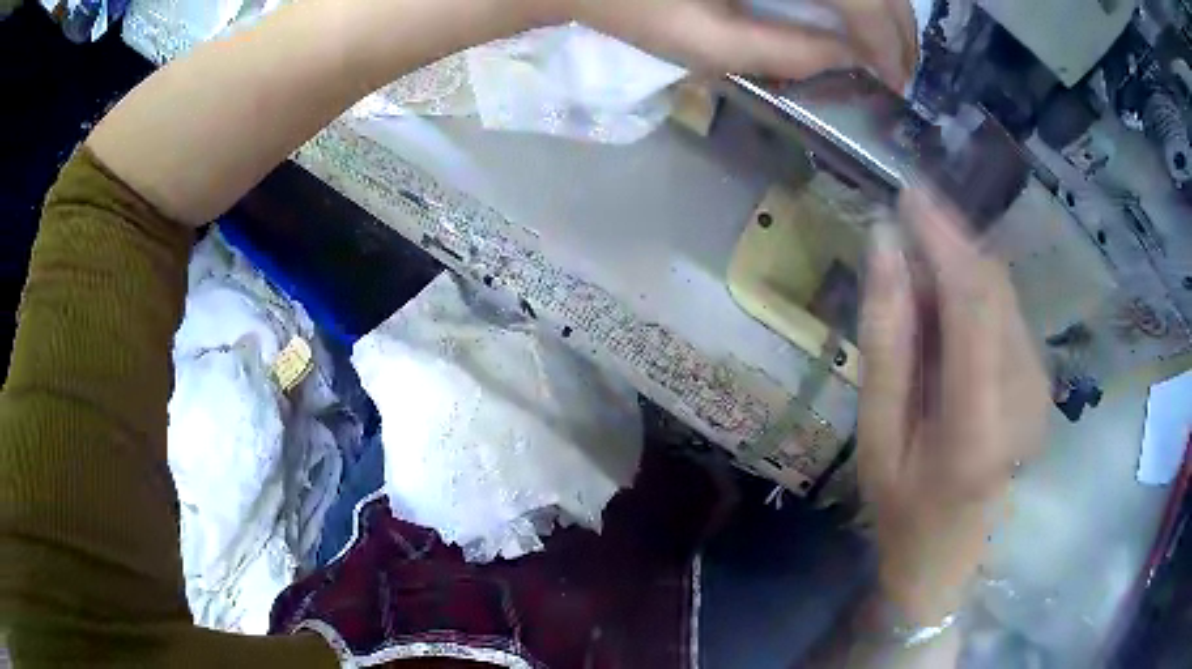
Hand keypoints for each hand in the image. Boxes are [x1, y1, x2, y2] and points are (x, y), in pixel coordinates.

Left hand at [532, 0, 917, 87]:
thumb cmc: (630, 4)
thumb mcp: (705, 42)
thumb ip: (786, 53)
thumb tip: (853, 61)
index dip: (887, 40)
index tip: (896, 82)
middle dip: (896, 24)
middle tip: (901, 69)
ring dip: (884, 5)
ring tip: (887, 44)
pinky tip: (856, 13)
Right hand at [857, 190, 1048, 623]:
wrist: (949, 557)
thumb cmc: (902, 509)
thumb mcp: (877, 435)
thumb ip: (885, 340)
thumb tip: (885, 245)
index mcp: (979, 423)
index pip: (973, 302)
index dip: (943, 237)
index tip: (907, 193)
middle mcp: (1025, 396)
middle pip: (995, 288)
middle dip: (951, 240)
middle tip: (905, 220)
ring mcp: (1041, 388)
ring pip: (1004, 294)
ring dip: (961, 264)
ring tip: (918, 264)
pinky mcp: (1042, 382)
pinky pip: (1008, 314)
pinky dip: (974, 291)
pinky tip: (945, 304)